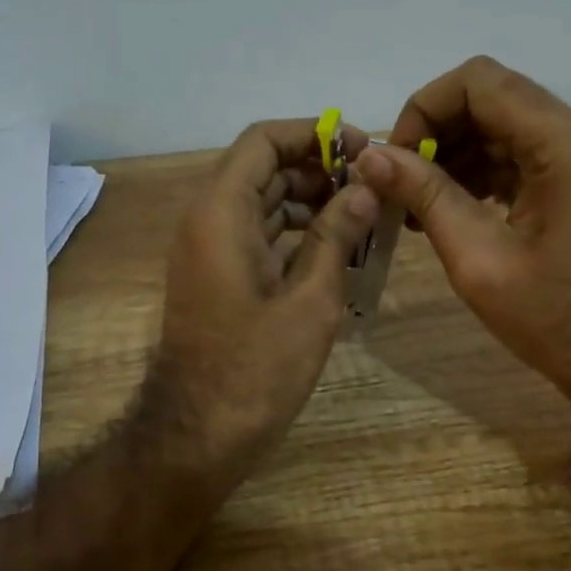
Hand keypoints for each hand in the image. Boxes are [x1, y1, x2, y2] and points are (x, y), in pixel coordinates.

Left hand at [146, 118, 377, 499]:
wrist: (199, 434)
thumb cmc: (256, 368)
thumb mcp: (310, 300)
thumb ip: (336, 236)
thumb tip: (364, 189)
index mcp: (221, 212)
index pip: (264, 141)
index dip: (313, 135)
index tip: (360, 150)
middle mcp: (207, 221)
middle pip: (263, 169)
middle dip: (318, 170)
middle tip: (372, 186)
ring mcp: (209, 251)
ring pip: (261, 204)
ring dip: (309, 203)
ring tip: (364, 217)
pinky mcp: (217, 279)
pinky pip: (257, 236)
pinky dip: (294, 234)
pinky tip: (337, 250)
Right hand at [353, 56, 570, 421]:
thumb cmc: (558, 322)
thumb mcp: (480, 261)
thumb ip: (426, 196)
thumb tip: (370, 155)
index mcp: (568, 145)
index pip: (479, 82)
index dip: (425, 108)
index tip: (396, 159)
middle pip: (494, 98)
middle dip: (438, 133)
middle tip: (403, 186)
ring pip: (507, 124)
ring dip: (458, 153)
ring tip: (421, 206)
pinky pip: (526, 153)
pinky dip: (485, 171)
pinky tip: (454, 208)